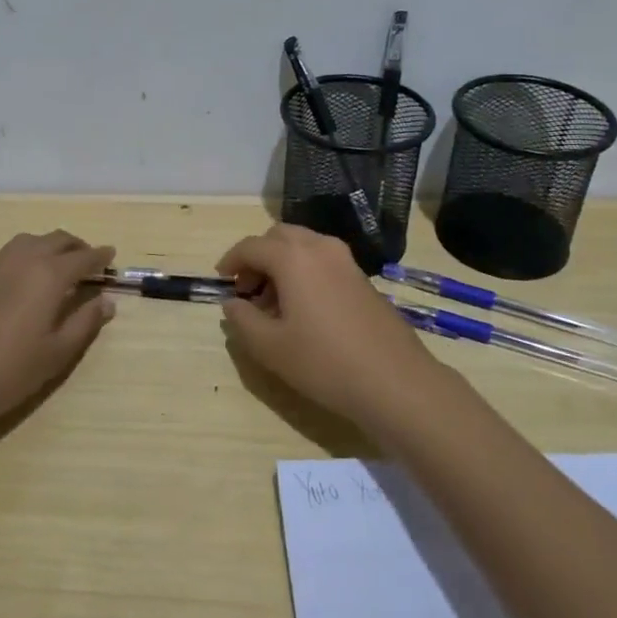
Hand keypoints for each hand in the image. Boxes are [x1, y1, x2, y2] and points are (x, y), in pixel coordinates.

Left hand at [0, 230, 116, 431]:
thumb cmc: (9, 371)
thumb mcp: (57, 353)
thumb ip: (85, 323)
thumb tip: (106, 302)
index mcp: (49, 275)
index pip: (82, 258)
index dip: (100, 257)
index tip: (111, 256)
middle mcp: (23, 261)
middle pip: (56, 240)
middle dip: (76, 246)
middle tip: (89, 260)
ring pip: (29, 241)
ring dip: (50, 245)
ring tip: (59, 265)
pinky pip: (10, 255)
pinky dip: (28, 256)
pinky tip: (26, 282)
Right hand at [217, 224, 438, 424]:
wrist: (395, 381)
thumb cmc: (324, 362)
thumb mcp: (270, 347)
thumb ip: (242, 320)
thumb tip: (232, 303)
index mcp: (293, 257)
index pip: (251, 246)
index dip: (231, 261)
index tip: (221, 281)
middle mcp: (320, 248)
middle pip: (279, 237)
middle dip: (258, 257)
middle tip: (248, 290)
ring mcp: (346, 261)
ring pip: (304, 246)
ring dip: (282, 263)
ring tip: (275, 303)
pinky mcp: (363, 278)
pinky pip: (323, 261)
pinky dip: (305, 271)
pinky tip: (305, 309)